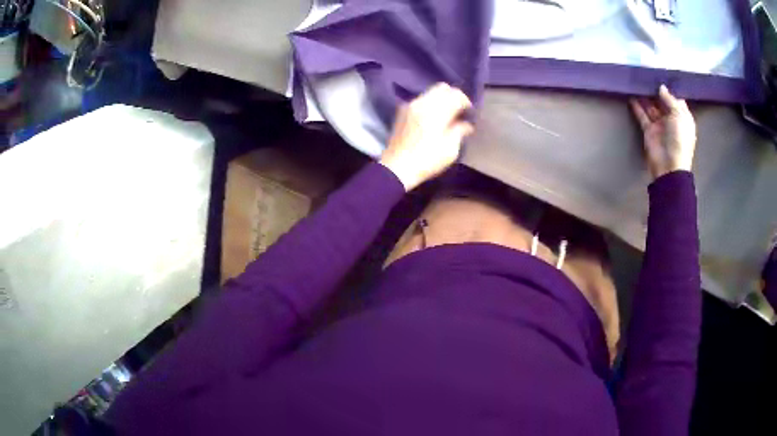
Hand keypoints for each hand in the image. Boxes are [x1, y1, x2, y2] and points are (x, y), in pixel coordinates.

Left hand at [380, 83, 473, 190]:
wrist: (396, 168)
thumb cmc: (427, 160)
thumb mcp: (450, 149)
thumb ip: (459, 131)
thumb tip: (467, 124)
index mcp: (436, 111)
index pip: (456, 95)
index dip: (466, 102)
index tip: (470, 113)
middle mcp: (422, 103)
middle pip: (442, 88)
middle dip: (453, 96)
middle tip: (459, 111)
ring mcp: (410, 106)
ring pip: (430, 93)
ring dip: (441, 100)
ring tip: (446, 115)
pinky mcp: (402, 112)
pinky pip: (420, 100)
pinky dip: (429, 104)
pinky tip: (432, 119)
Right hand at [630, 85, 696, 179]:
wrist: (669, 166)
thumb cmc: (679, 139)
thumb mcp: (679, 116)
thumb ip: (670, 100)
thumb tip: (661, 87)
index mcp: (682, 117)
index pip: (676, 100)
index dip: (669, 89)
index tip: (660, 76)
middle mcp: (671, 120)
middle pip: (662, 102)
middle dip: (655, 90)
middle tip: (646, 75)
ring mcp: (659, 125)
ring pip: (651, 107)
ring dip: (645, 96)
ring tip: (637, 82)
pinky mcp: (649, 130)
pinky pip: (642, 115)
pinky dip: (637, 106)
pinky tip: (631, 95)